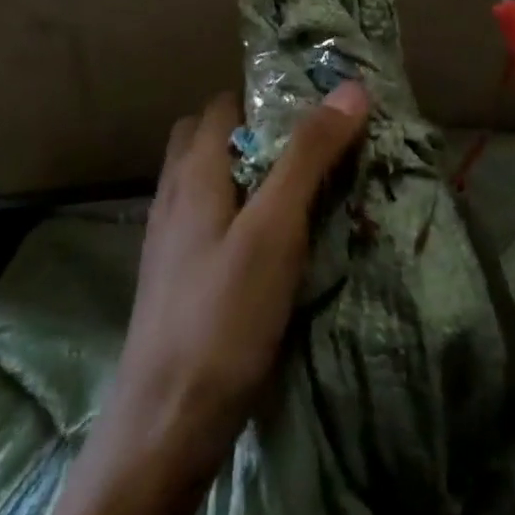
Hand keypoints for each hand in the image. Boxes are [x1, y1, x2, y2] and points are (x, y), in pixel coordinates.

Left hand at [4, 83, 369, 514]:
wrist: (164, 425)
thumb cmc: (223, 317)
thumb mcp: (275, 229)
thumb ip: (308, 156)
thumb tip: (349, 88)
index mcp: (193, 173)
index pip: (222, 106)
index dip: (264, 99)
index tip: (314, 110)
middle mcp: (173, 196)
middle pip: (205, 140)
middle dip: (251, 135)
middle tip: (305, 154)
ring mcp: (168, 241)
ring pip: (204, 183)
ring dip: (244, 176)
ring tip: (295, 197)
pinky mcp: (174, 280)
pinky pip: (205, 223)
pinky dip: (234, 216)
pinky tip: (266, 249)